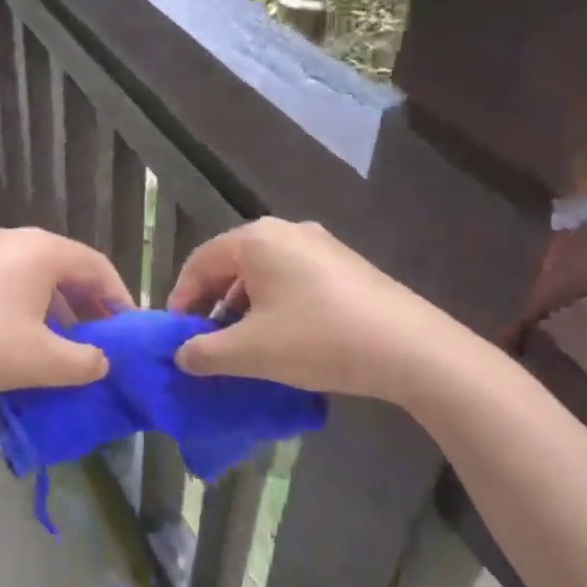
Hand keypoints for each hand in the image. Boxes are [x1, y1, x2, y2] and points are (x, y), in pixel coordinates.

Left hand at [0, 227, 133, 396]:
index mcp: (43, 250)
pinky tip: (25, 339)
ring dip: (59, 308)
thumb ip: (84, 362)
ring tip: (66, 345)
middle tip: (102, 340)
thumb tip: (101, 361)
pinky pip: (11, 281)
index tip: (130, 330)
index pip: (97, 266)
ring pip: (38, 276)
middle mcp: (17, 239)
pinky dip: (30, 306)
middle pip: (67, 268)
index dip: (119, 298)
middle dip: (89, 305)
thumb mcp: (43, 361)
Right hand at [166, 218, 480, 406]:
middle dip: (213, 304)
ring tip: (242, 345)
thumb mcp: (251, 351)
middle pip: (232, 264)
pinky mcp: (345, 265)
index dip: (181, 298)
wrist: (410, 348)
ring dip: (244, 307)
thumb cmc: (317, 339)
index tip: (176, 334)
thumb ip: (205, 352)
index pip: (200, 261)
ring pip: (264, 273)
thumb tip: (181, 355)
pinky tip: (282, 338)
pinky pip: (293, 279)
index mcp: (256, 239)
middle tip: (205, 341)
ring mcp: (320, 245)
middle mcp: (285, 231)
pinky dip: (275, 304)